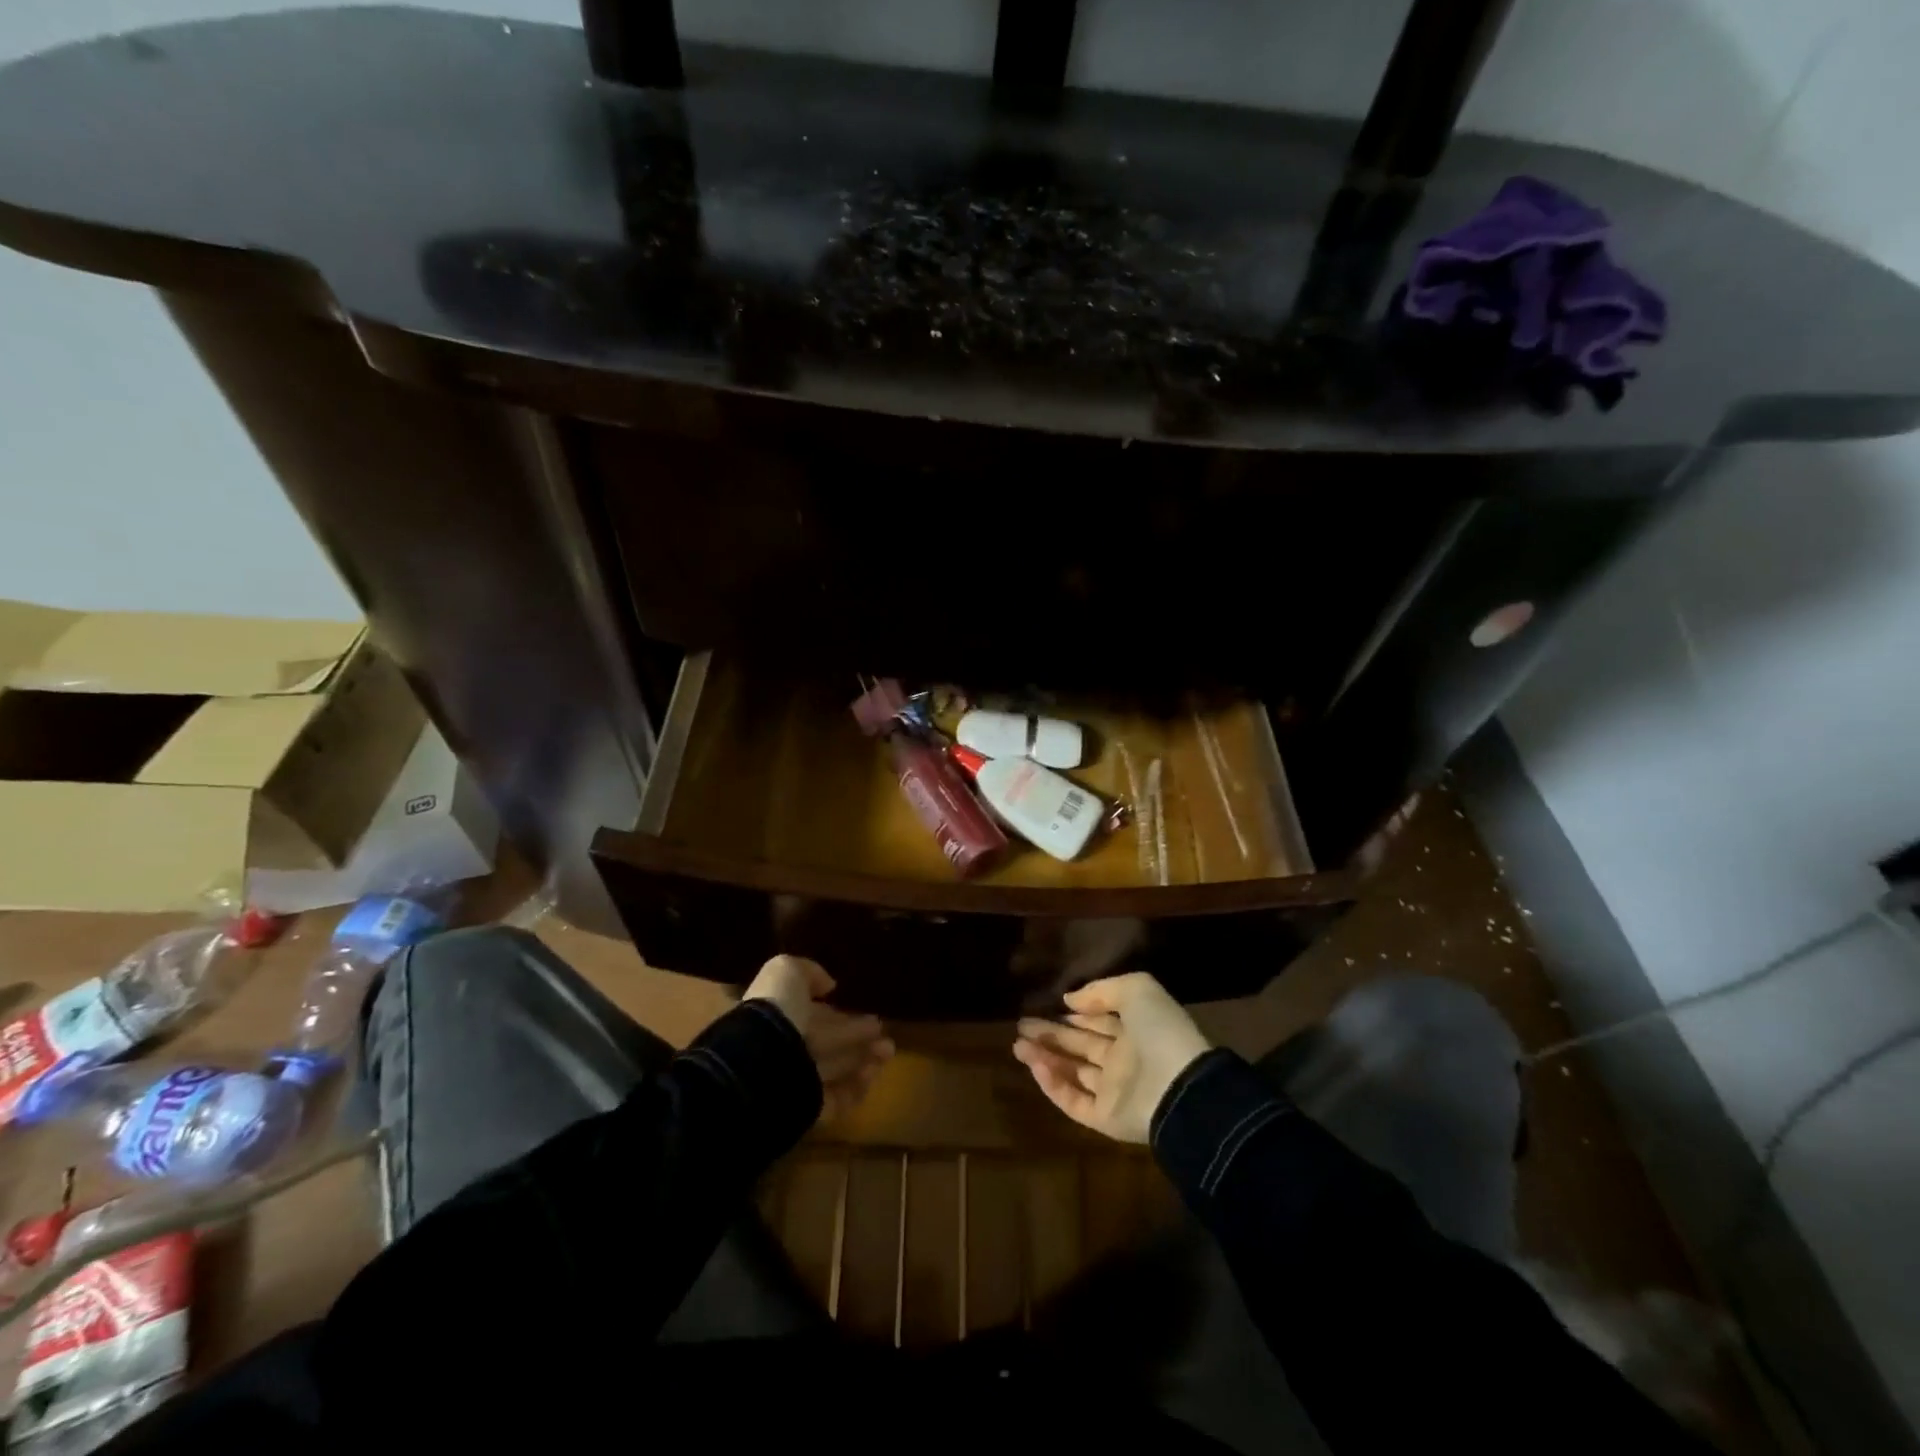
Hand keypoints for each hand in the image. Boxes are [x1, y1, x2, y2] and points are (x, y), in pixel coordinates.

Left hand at [743, 956, 893, 1121]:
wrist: (763, 1062)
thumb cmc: (775, 1011)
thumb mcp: (786, 971)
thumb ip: (808, 971)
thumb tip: (829, 985)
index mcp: (776, 1017)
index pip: (808, 1013)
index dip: (833, 1011)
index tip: (859, 1005)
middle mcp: (785, 1049)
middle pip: (826, 1041)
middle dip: (854, 1033)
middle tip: (881, 1027)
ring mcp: (796, 1081)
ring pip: (835, 1068)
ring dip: (864, 1058)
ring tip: (889, 1048)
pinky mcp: (809, 1109)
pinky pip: (838, 1098)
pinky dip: (858, 1086)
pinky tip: (875, 1071)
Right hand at [1013, 972, 1210, 1143]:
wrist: (1180, 1087)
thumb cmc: (1159, 1031)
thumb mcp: (1137, 990)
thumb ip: (1101, 990)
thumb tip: (1070, 1000)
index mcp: (1137, 1030)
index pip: (1099, 1022)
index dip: (1074, 1015)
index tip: (1047, 1006)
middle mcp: (1125, 1060)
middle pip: (1081, 1046)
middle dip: (1051, 1035)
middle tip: (1021, 1025)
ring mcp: (1116, 1092)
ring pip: (1074, 1073)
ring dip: (1045, 1059)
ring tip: (1017, 1045)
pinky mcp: (1106, 1119)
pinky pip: (1074, 1102)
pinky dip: (1053, 1086)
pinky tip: (1035, 1067)